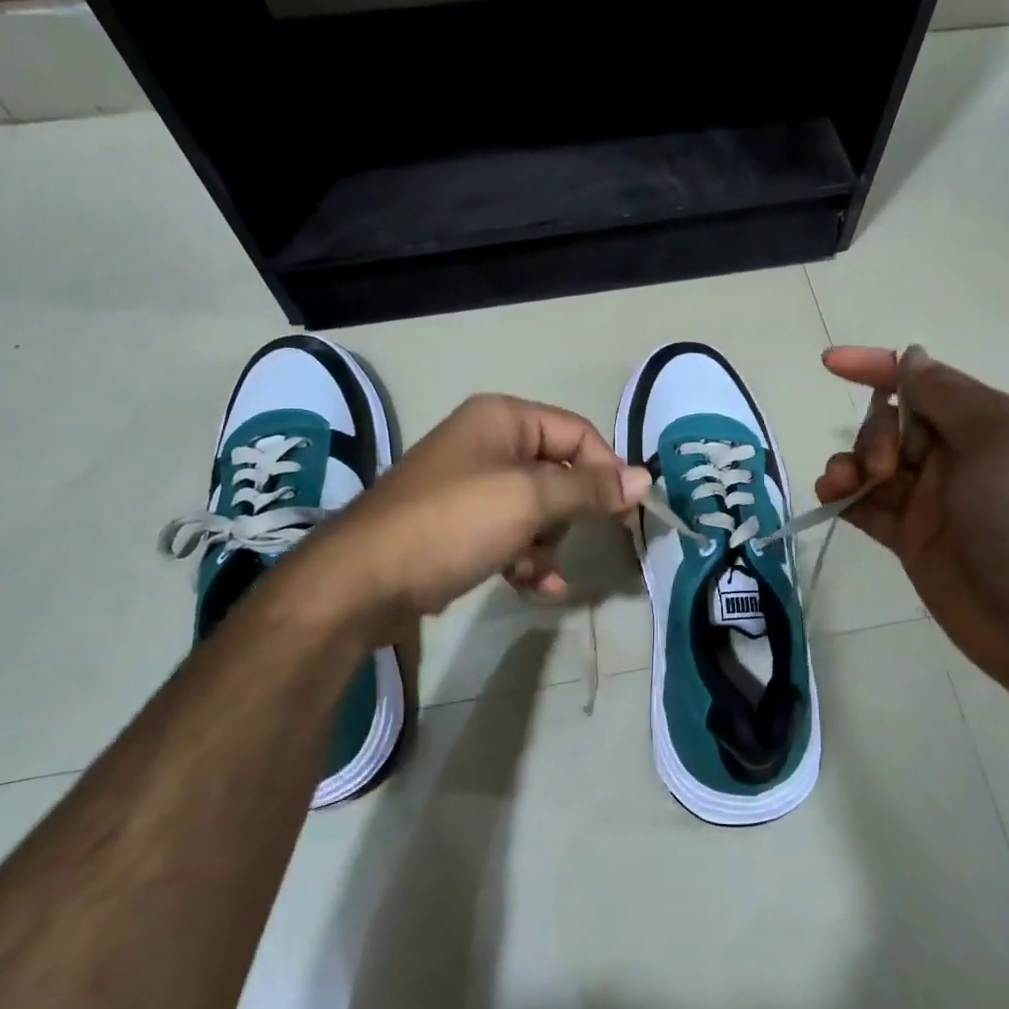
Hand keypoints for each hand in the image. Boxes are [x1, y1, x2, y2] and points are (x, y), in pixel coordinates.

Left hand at [302, 393, 650, 633]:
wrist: (364, 581)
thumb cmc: (453, 523)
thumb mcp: (529, 500)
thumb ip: (589, 489)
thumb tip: (645, 479)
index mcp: (502, 419)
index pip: (577, 434)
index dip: (605, 471)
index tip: (625, 512)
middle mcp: (487, 444)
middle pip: (558, 473)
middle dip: (567, 515)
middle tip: (566, 541)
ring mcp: (470, 487)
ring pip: (537, 511)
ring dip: (545, 545)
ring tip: (533, 571)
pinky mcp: (459, 527)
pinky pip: (511, 536)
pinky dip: (526, 560)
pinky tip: (536, 589)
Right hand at [816, 346, 1008, 689]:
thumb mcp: (995, 438)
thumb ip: (945, 396)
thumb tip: (911, 357)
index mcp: (986, 424)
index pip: (923, 382)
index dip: (877, 367)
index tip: (831, 364)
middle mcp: (956, 456)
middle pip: (892, 424)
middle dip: (874, 434)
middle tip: (883, 468)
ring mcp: (931, 499)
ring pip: (873, 464)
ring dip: (849, 465)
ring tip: (843, 485)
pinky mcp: (909, 537)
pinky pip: (866, 505)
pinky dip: (843, 496)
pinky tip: (830, 498)